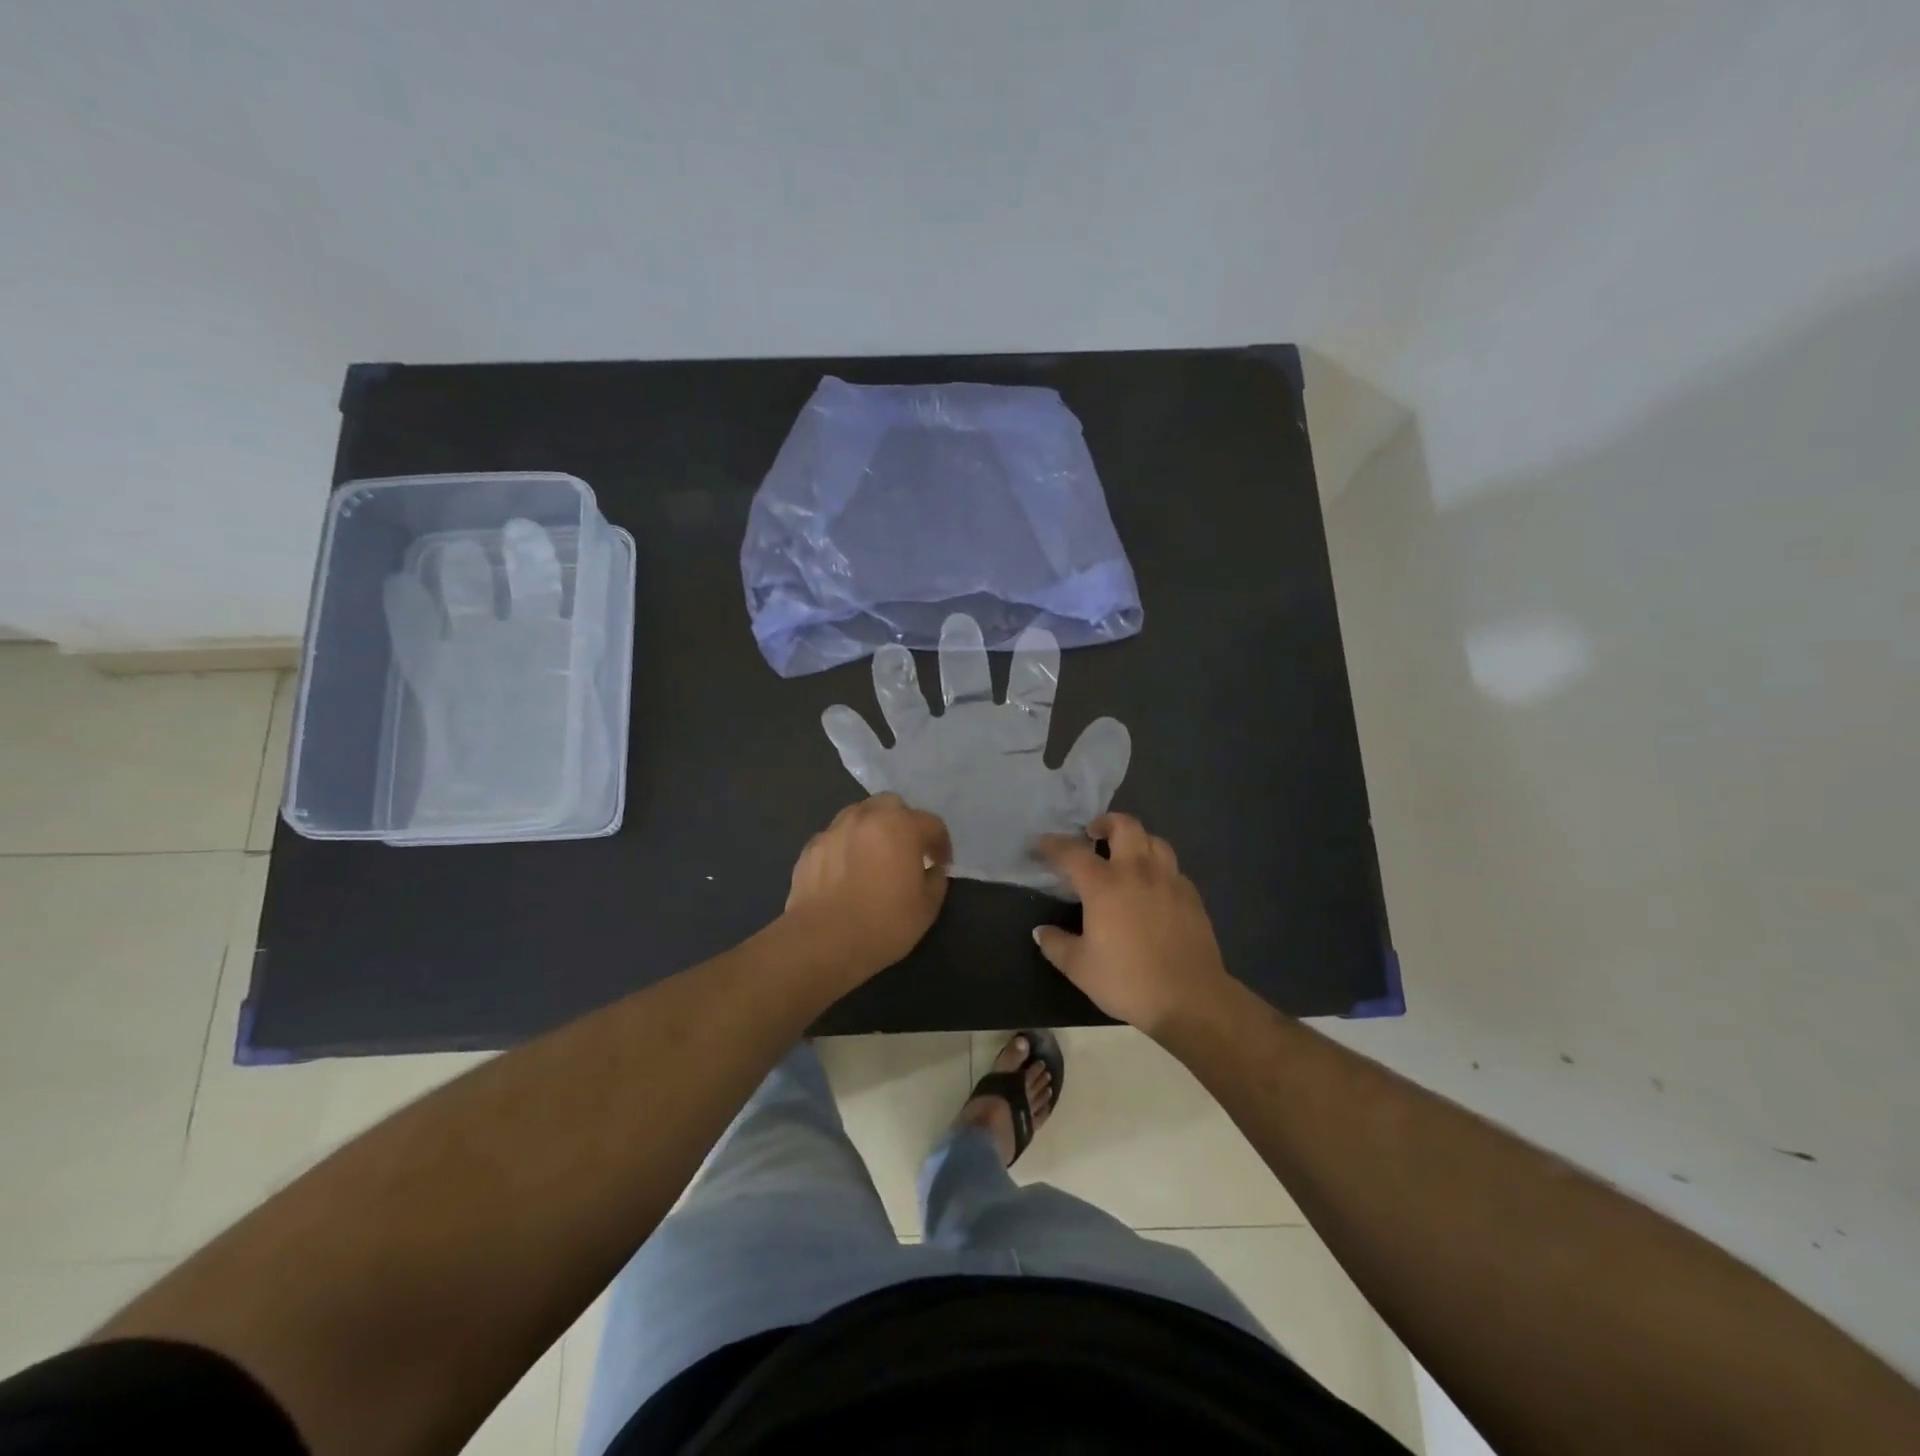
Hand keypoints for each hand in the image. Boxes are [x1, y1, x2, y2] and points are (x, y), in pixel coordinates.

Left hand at [783, 793, 952, 980]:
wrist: (822, 942)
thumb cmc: (883, 924)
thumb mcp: (927, 908)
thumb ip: (936, 880)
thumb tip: (932, 870)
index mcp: (901, 827)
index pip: (931, 823)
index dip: (941, 844)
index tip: (940, 864)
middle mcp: (867, 817)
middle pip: (892, 805)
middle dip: (904, 822)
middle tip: (907, 850)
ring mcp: (834, 829)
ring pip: (860, 814)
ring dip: (873, 828)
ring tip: (874, 856)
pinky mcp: (811, 847)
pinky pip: (836, 836)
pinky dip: (846, 845)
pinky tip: (846, 870)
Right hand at [1034, 814, 1231, 1035]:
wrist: (1191, 998)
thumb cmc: (1128, 981)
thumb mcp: (1080, 968)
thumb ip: (1057, 945)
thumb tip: (1041, 932)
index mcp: (1104, 885)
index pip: (1072, 853)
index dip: (1053, 845)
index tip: (1040, 844)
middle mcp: (1137, 872)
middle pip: (1124, 826)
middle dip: (1105, 822)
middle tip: (1093, 834)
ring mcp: (1169, 881)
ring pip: (1155, 841)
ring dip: (1136, 839)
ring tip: (1126, 855)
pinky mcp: (1191, 896)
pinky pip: (1173, 868)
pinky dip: (1158, 867)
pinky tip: (1153, 886)